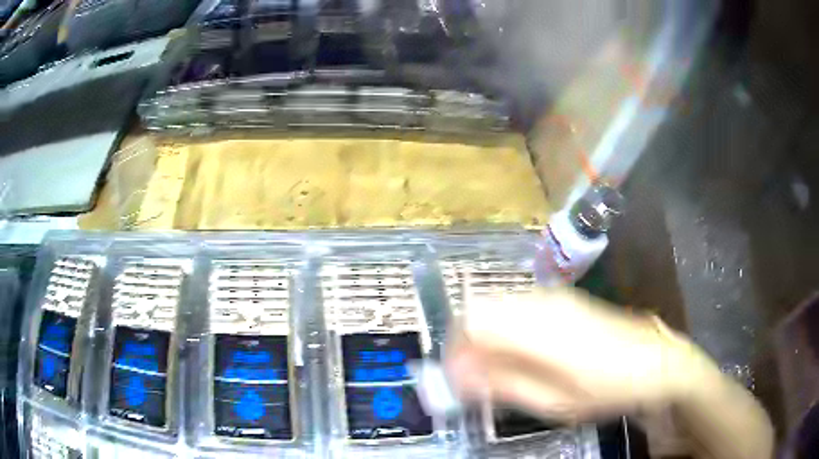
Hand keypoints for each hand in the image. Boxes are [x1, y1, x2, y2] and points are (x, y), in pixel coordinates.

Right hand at [444, 288, 710, 422]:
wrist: (653, 361)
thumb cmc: (605, 387)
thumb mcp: (553, 401)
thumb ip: (503, 385)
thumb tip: (460, 376)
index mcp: (536, 326)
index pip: (470, 321)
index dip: (456, 350)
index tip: (458, 380)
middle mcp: (540, 301)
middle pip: (480, 310)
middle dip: (469, 345)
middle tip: (475, 380)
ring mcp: (552, 296)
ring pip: (497, 308)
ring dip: (488, 340)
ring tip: (499, 373)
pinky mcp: (562, 299)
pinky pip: (517, 309)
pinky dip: (507, 332)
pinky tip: (523, 357)